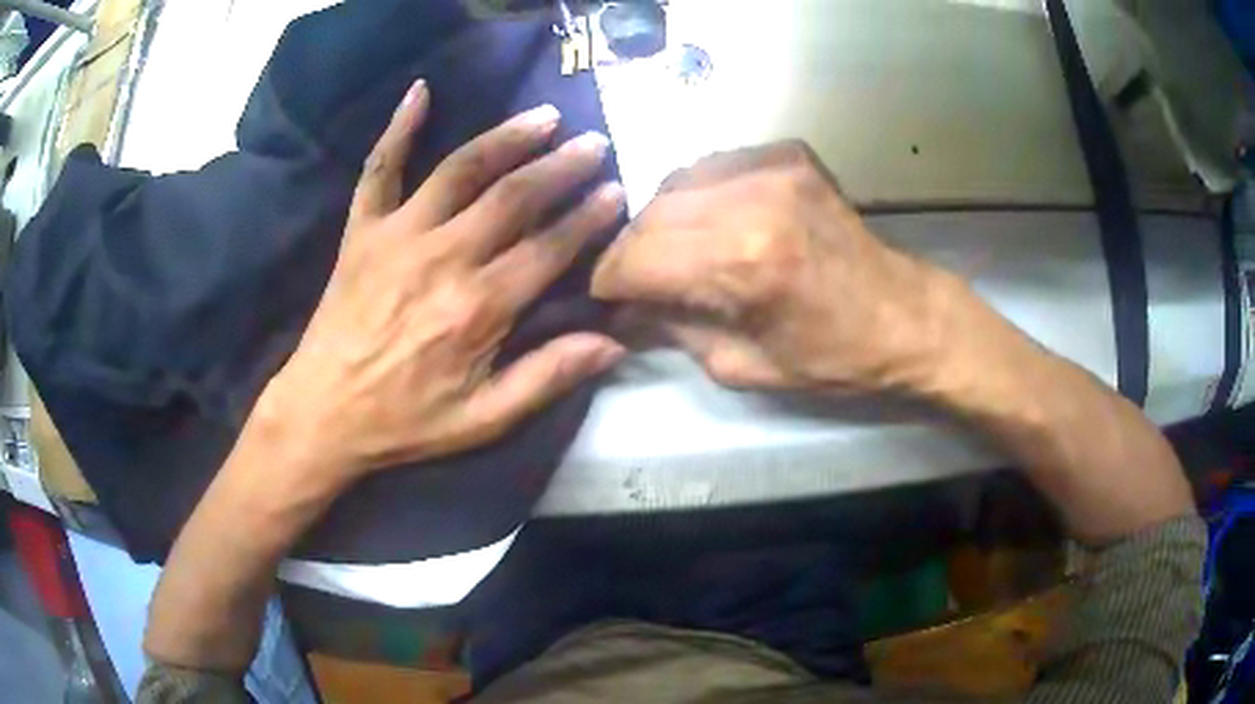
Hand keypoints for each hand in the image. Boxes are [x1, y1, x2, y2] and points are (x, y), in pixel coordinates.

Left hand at [255, 79, 625, 486]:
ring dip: (506, 138)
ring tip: (543, 116)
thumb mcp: (482, 420)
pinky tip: (419, 91)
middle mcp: (442, 257)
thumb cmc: (405, 421)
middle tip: (593, 143)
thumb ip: (547, 377)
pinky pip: (379, 169)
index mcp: (477, 308)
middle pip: (513, 197)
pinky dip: (398, 129)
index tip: (616, 191)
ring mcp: (397, 235)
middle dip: (559, 167)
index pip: (548, 248)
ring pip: (461, 170)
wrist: (323, 413)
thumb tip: (613, 344)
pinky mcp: (361, 230)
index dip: (587, 218)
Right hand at [592, 141, 965, 395]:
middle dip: (630, 249)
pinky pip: (714, 167)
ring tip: (670, 249)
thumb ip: (673, 329)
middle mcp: (755, 200)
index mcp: (745, 263)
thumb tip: (623, 310)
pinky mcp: (789, 154)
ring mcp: (774, 167)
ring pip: (676, 181)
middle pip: (651, 213)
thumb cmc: (831, 357)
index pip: (638, 258)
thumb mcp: (742, 365)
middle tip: (632, 277)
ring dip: (661, 218)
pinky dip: (698, 194)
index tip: (605, 296)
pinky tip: (711, 220)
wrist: (903, 316)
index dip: (609, 279)